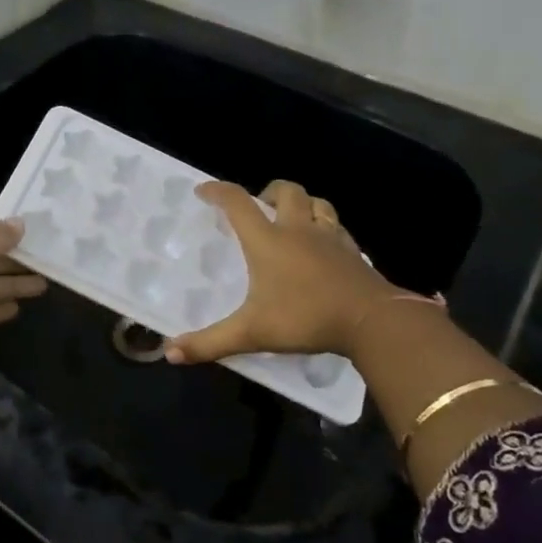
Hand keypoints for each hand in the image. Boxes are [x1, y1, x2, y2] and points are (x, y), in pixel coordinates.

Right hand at [166, 180, 407, 364]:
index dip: (217, 191)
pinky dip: (326, 227)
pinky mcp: (353, 251)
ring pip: (317, 202)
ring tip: (293, 219)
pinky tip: (324, 245)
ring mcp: (330, 237)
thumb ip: (210, 342)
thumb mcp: (251, 333)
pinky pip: (337, 227)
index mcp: (267, 240)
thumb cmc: (305, 318)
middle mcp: (297, 229)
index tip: (203, 191)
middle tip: (258, 207)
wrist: (371, 320)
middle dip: (268, 191)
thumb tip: (170, 352)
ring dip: (302, 203)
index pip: (237, 202)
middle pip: (285, 190)